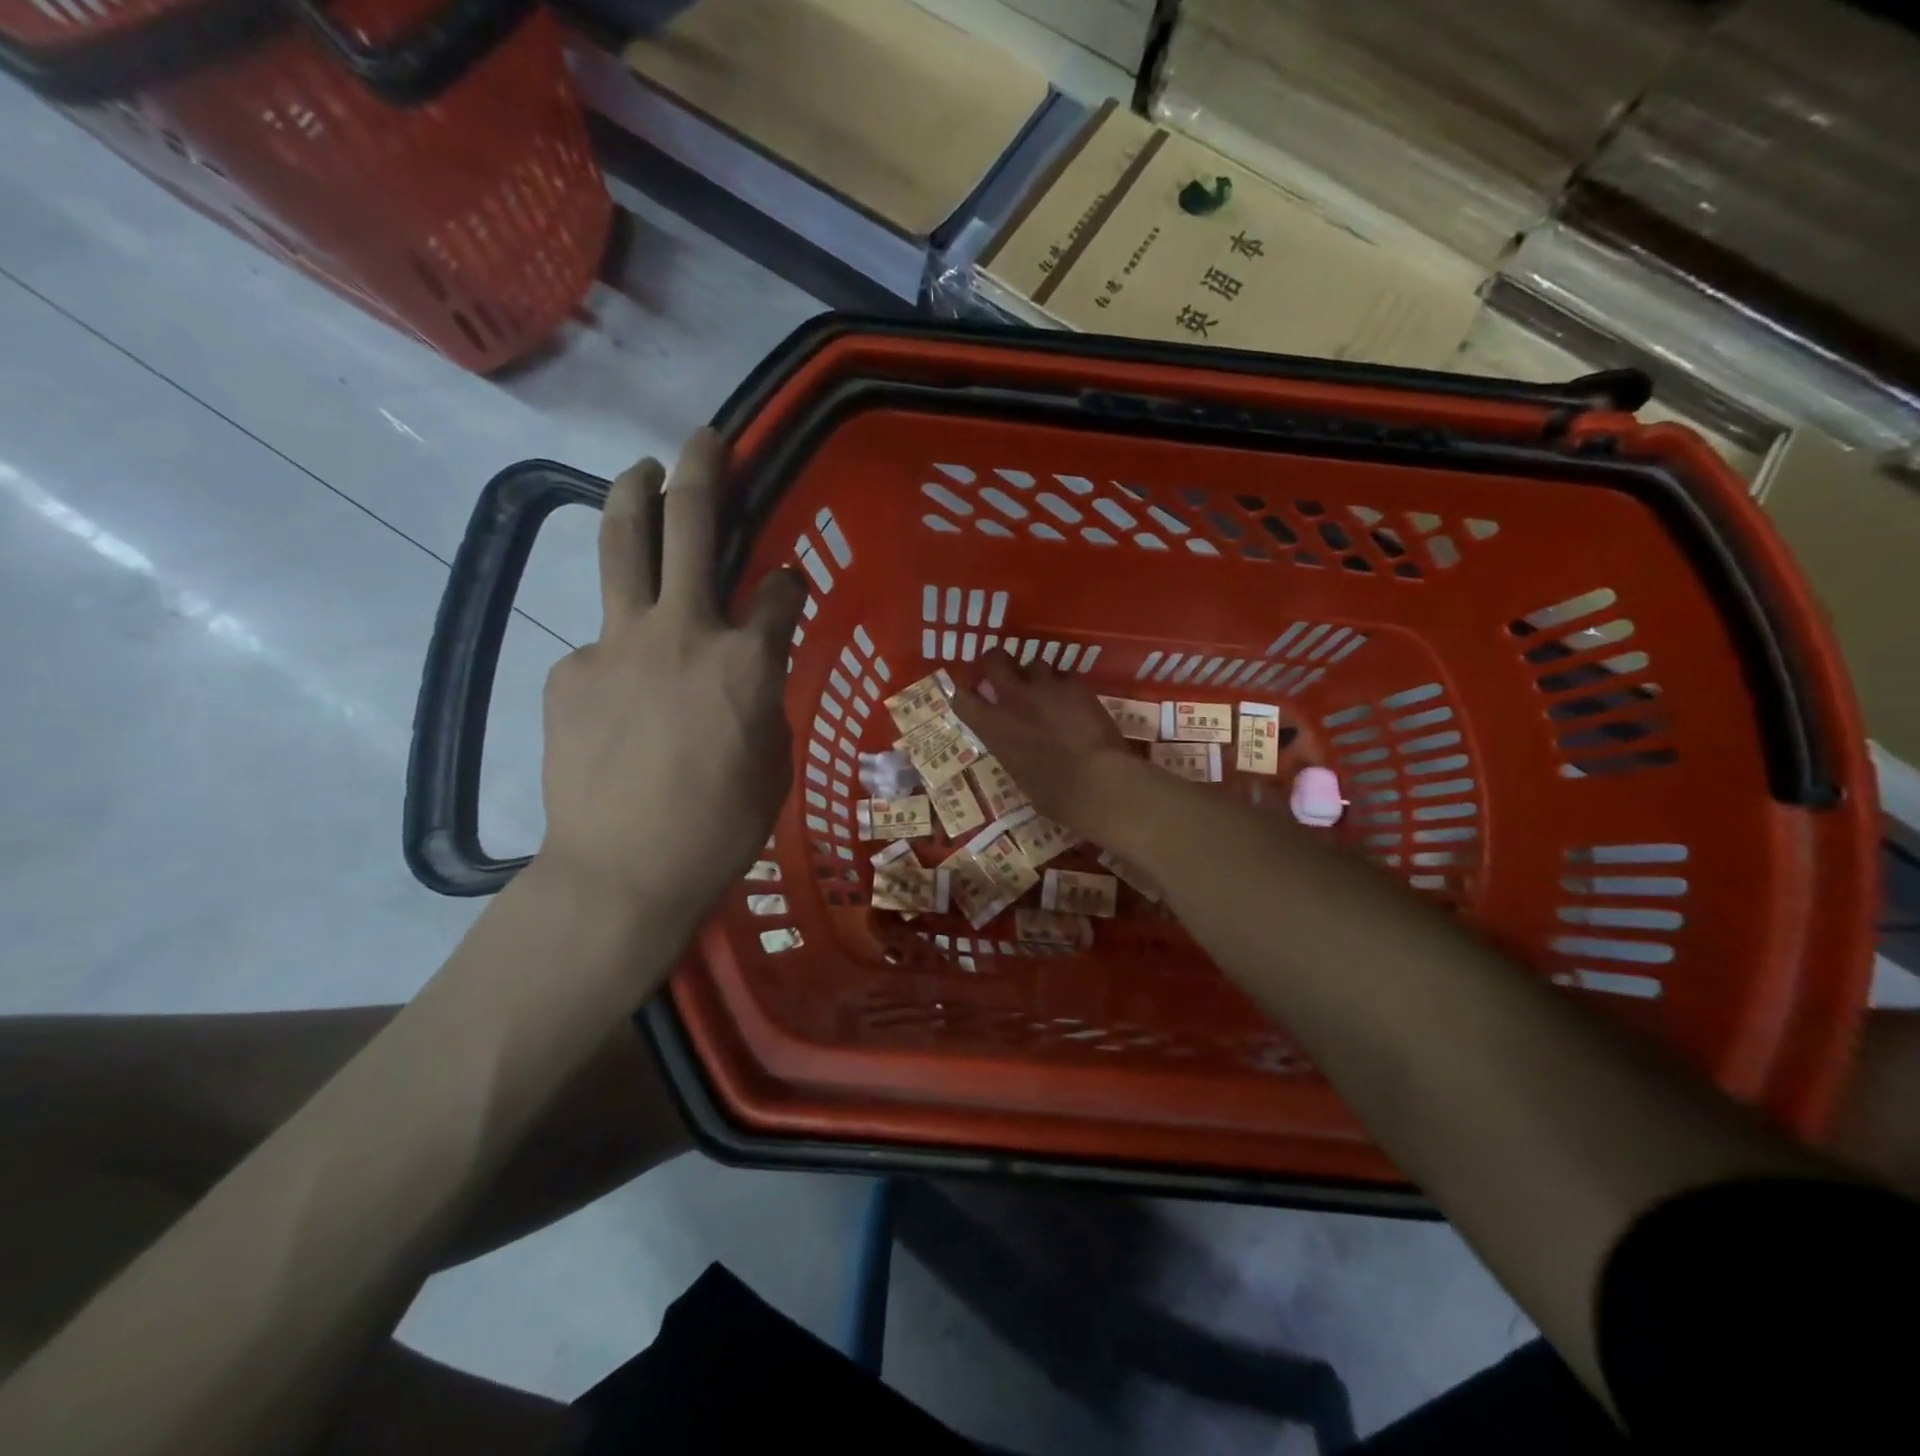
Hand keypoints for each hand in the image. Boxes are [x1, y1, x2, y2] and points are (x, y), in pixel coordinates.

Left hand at [538, 428, 804, 916]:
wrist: (623, 871)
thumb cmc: (721, 827)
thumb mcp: (772, 759)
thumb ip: (764, 695)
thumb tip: (749, 664)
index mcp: (748, 661)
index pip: (780, 591)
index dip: (790, 581)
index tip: (789, 582)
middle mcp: (684, 632)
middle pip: (689, 526)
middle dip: (701, 470)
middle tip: (705, 439)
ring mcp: (617, 643)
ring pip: (623, 545)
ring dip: (634, 495)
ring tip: (640, 470)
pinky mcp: (569, 669)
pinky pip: (602, 646)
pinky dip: (621, 654)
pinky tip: (623, 700)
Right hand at [951, 650, 1137, 836]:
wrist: (1097, 782)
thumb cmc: (1054, 795)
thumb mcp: (1019, 774)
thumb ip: (1011, 749)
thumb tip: (1017, 747)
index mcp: (992, 726)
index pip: (962, 697)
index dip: (965, 692)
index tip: (971, 694)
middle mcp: (1013, 698)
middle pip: (995, 659)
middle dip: (998, 662)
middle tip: (1005, 674)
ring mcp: (1046, 687)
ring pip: (1034, 663)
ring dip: (1037, 676)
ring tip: (1047, 692)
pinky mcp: (1076, 685)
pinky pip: (1066, 676)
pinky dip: (1067, 687)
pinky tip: (1076, 702)